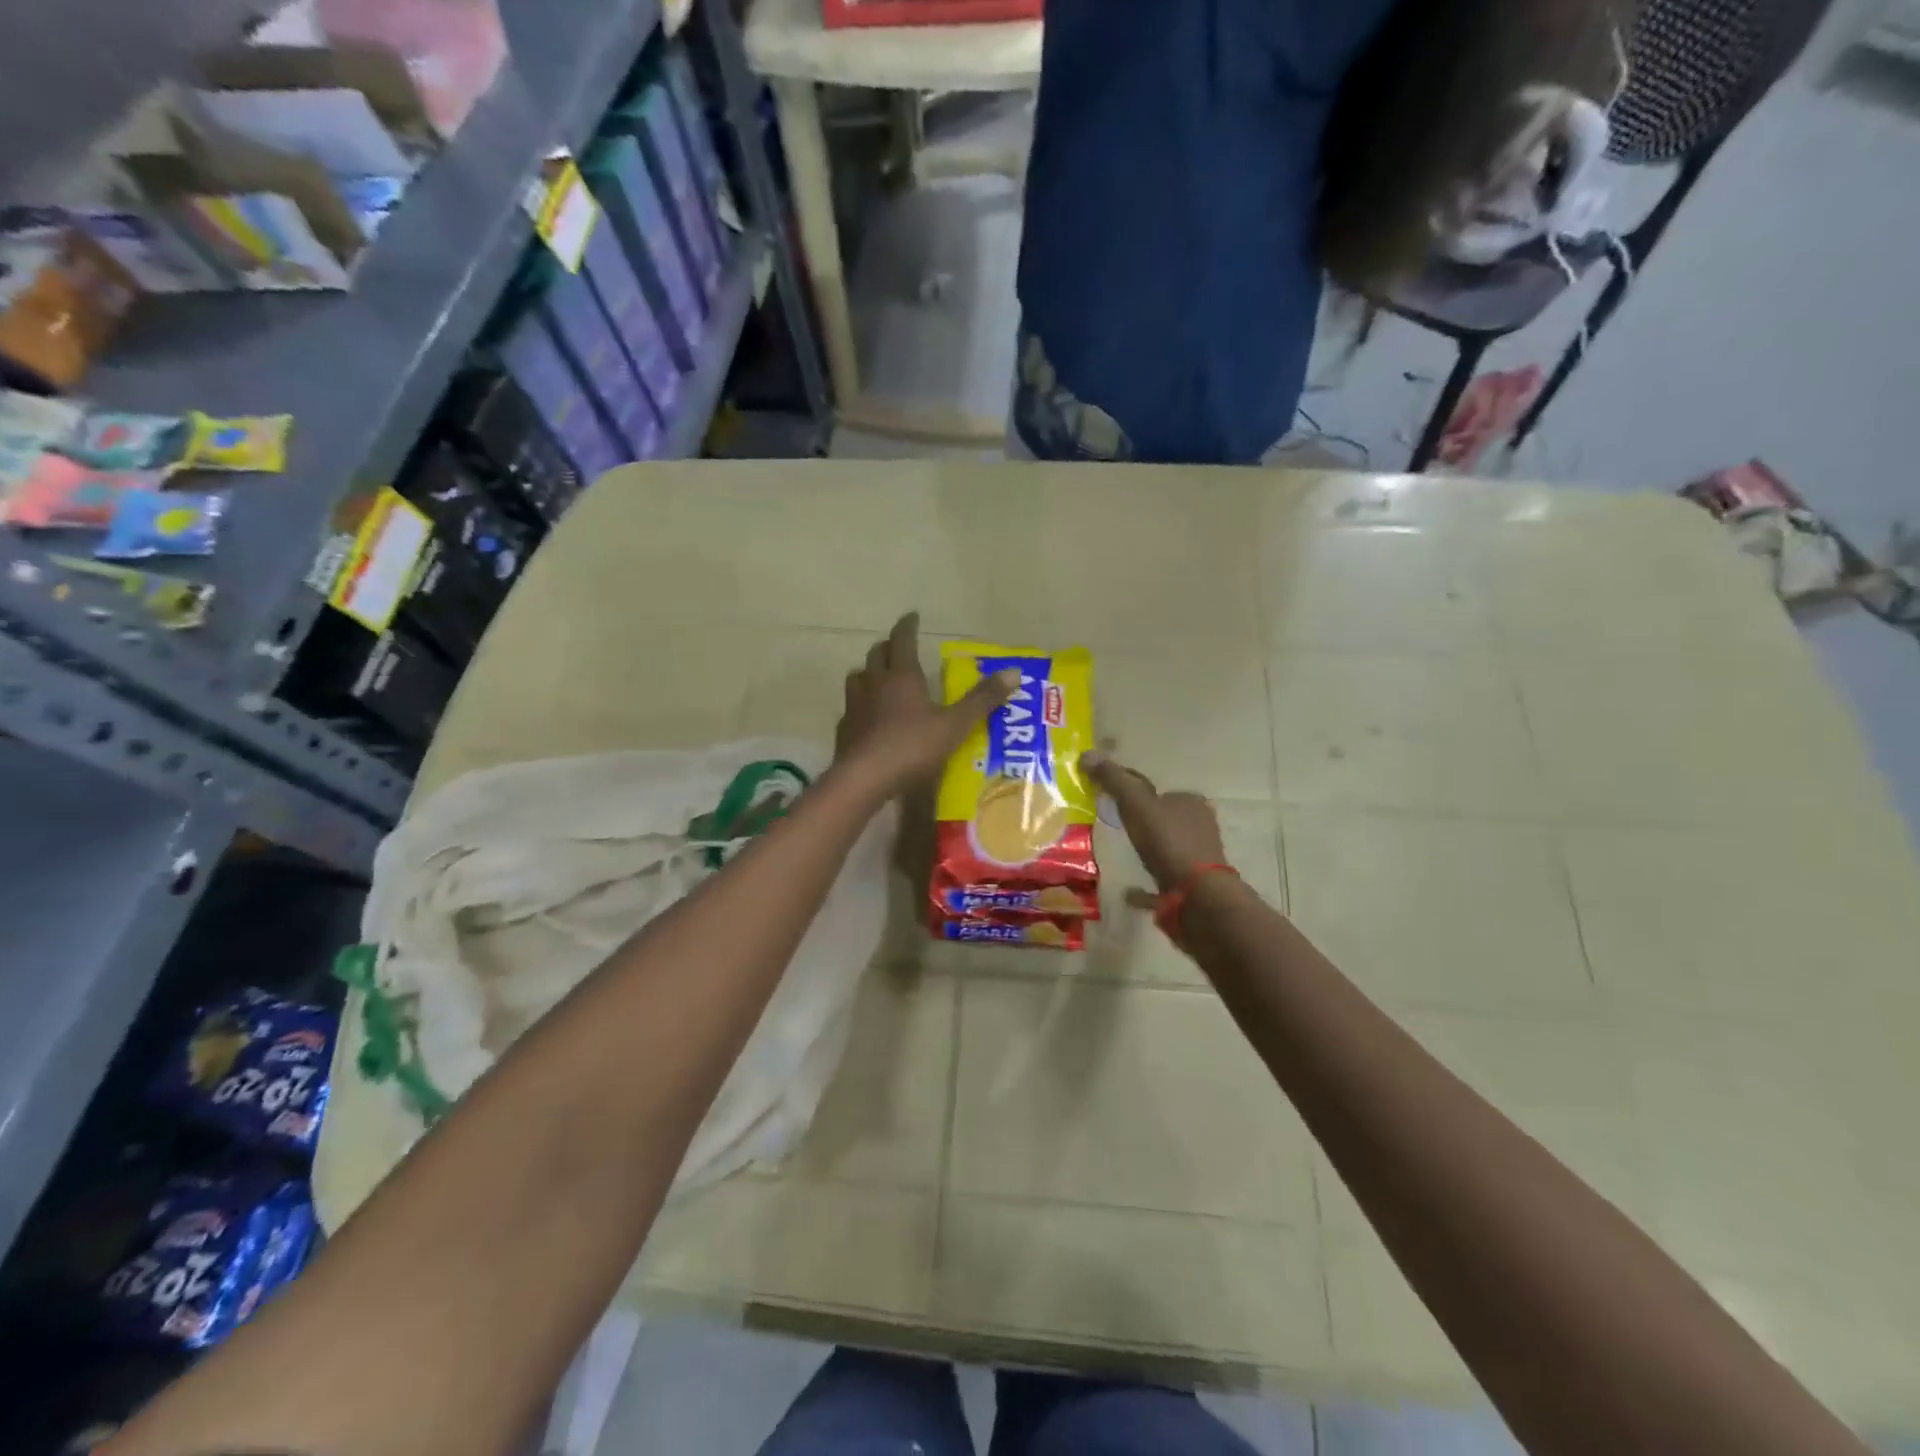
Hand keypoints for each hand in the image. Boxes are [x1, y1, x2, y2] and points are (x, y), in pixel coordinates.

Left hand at [836, 613, 1016, 794]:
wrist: (864, 778)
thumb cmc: (912, 747)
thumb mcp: (955, 725)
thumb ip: (983, 699)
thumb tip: (1014, 672)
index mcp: (902, 676)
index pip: (903, 640)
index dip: (908, 626)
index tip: (912, 616)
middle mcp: (874, 683)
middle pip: (877, 654)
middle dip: (889, 646)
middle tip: (899, 646)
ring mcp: (855, 705)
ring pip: (858, 677)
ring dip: (869, 672)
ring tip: (879, 677)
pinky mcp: (844, 729)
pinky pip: (851, 707)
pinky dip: (860, 704)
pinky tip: (867, 716)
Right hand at [1080, 751, 1226, 894]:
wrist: (1198, 895)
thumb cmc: (1168, 843)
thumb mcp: (1136, 805)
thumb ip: (1114, 780)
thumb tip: (1087, 754)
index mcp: (1190, 802)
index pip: (1156, 790)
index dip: (1132, 792)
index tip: (1109, 800)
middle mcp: (1199, 825)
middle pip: (1163, 818)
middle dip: (1141, 821)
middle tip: (1114, 826)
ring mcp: (1200, 856)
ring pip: (1166, 847)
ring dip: (1146, 848)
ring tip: (1122, 853)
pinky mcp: (1195, 884)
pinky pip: (1164, 878)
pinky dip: (1147, 883)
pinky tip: (1128, 891)